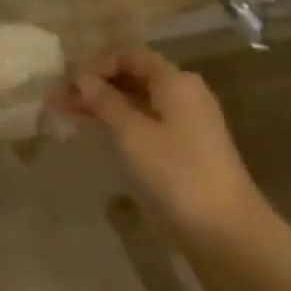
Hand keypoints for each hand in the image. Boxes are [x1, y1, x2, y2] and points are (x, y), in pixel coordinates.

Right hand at [62, 49, 272, 249]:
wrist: (230, 234)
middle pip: (132, 77)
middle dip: (95, 86)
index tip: (67, 83)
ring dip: (104, 106)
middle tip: (60, 100)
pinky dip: (122, 123)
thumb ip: (105, 101)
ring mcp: (189, 121)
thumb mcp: (132, 134)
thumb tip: (82, 77)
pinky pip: (148, 122)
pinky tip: (99, 133)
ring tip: (68, 116)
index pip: (127, 56)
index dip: (95, 65)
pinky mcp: (189, 148)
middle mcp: (184, 92)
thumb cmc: (178, 174)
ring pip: (138, 102)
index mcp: (174, 80)